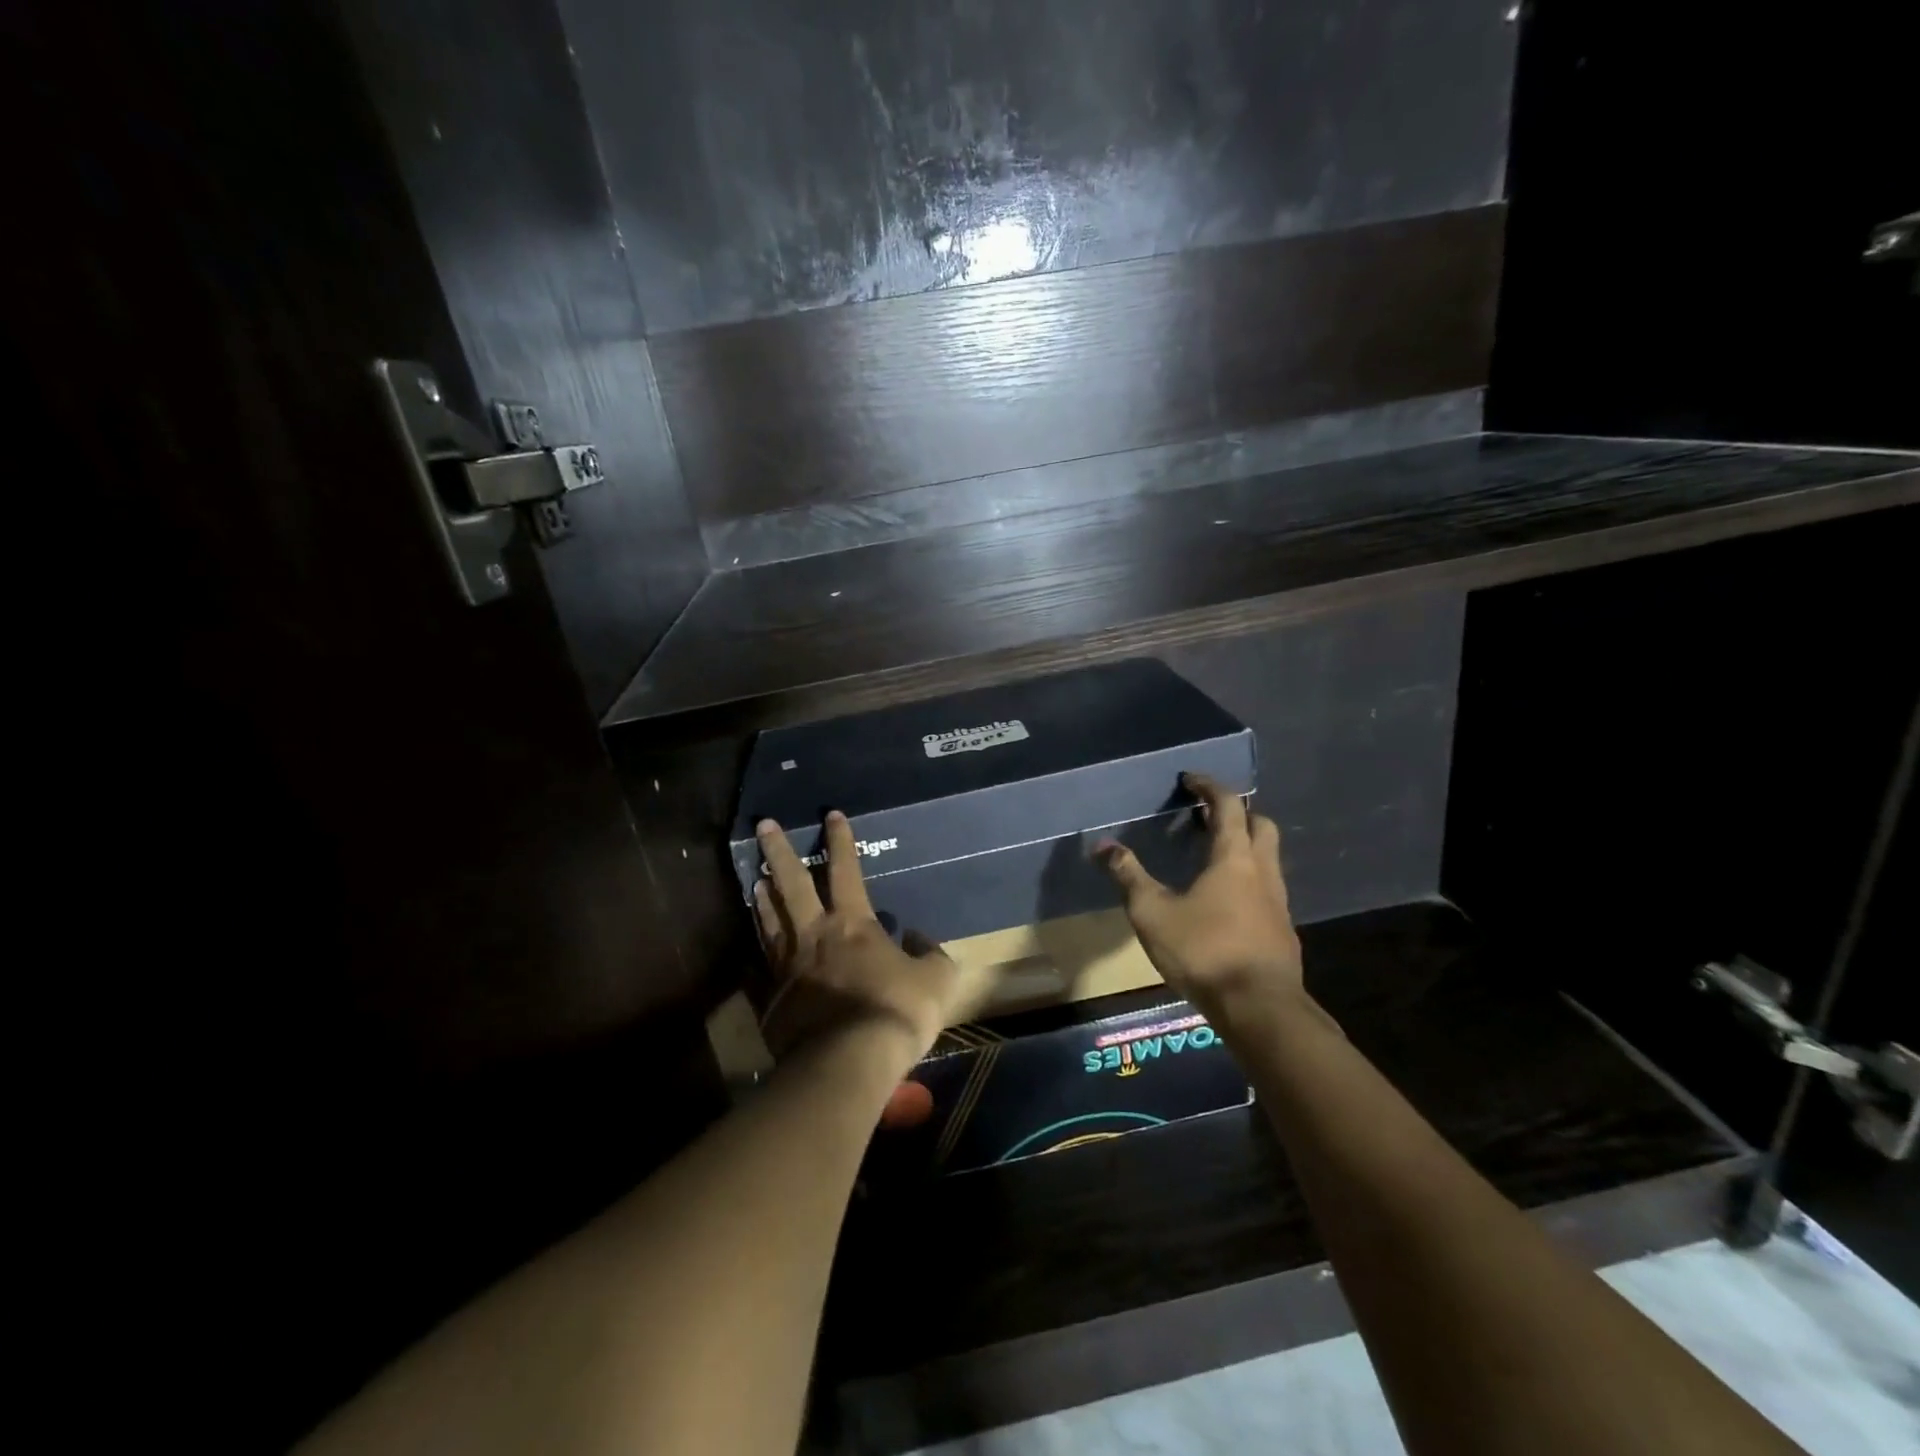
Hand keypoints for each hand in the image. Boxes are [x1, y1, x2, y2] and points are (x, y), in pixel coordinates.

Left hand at [755, 811, 997, 1064]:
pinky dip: (754, 958)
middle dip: (778, 851)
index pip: (846, 870)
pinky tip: (749, 955)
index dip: (840, 841)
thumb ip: (932, 954)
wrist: (847, 1063)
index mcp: (853, 924)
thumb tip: (921, 939)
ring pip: (770, 921)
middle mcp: (814, 935)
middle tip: (763, 825)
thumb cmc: (896, 1012)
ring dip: (762, 896)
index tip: (832, 814)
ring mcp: (787, 967)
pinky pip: (759, 971)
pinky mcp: (771, 1000)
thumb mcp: (936, 980)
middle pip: (790, 884)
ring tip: (754, 879)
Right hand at [1097, 773, 1305, 1022]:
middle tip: (1207, 817)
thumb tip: (1103, 846)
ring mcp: (1278, 902)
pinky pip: (1267, 890)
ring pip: (1267, 859)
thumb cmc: (1203, 950)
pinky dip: (1248, 880)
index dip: (1209, 787)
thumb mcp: (1152, 912)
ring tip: (1211, 857)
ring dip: (1244, 847)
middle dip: (1237, 813)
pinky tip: (1225, 903)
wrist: (1259, 1007)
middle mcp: (1263, 871)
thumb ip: (1129, 876)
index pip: (1228, 805)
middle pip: (1260, 825)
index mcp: (1233, 857)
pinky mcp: (1282, 931)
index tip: (1190, 780)